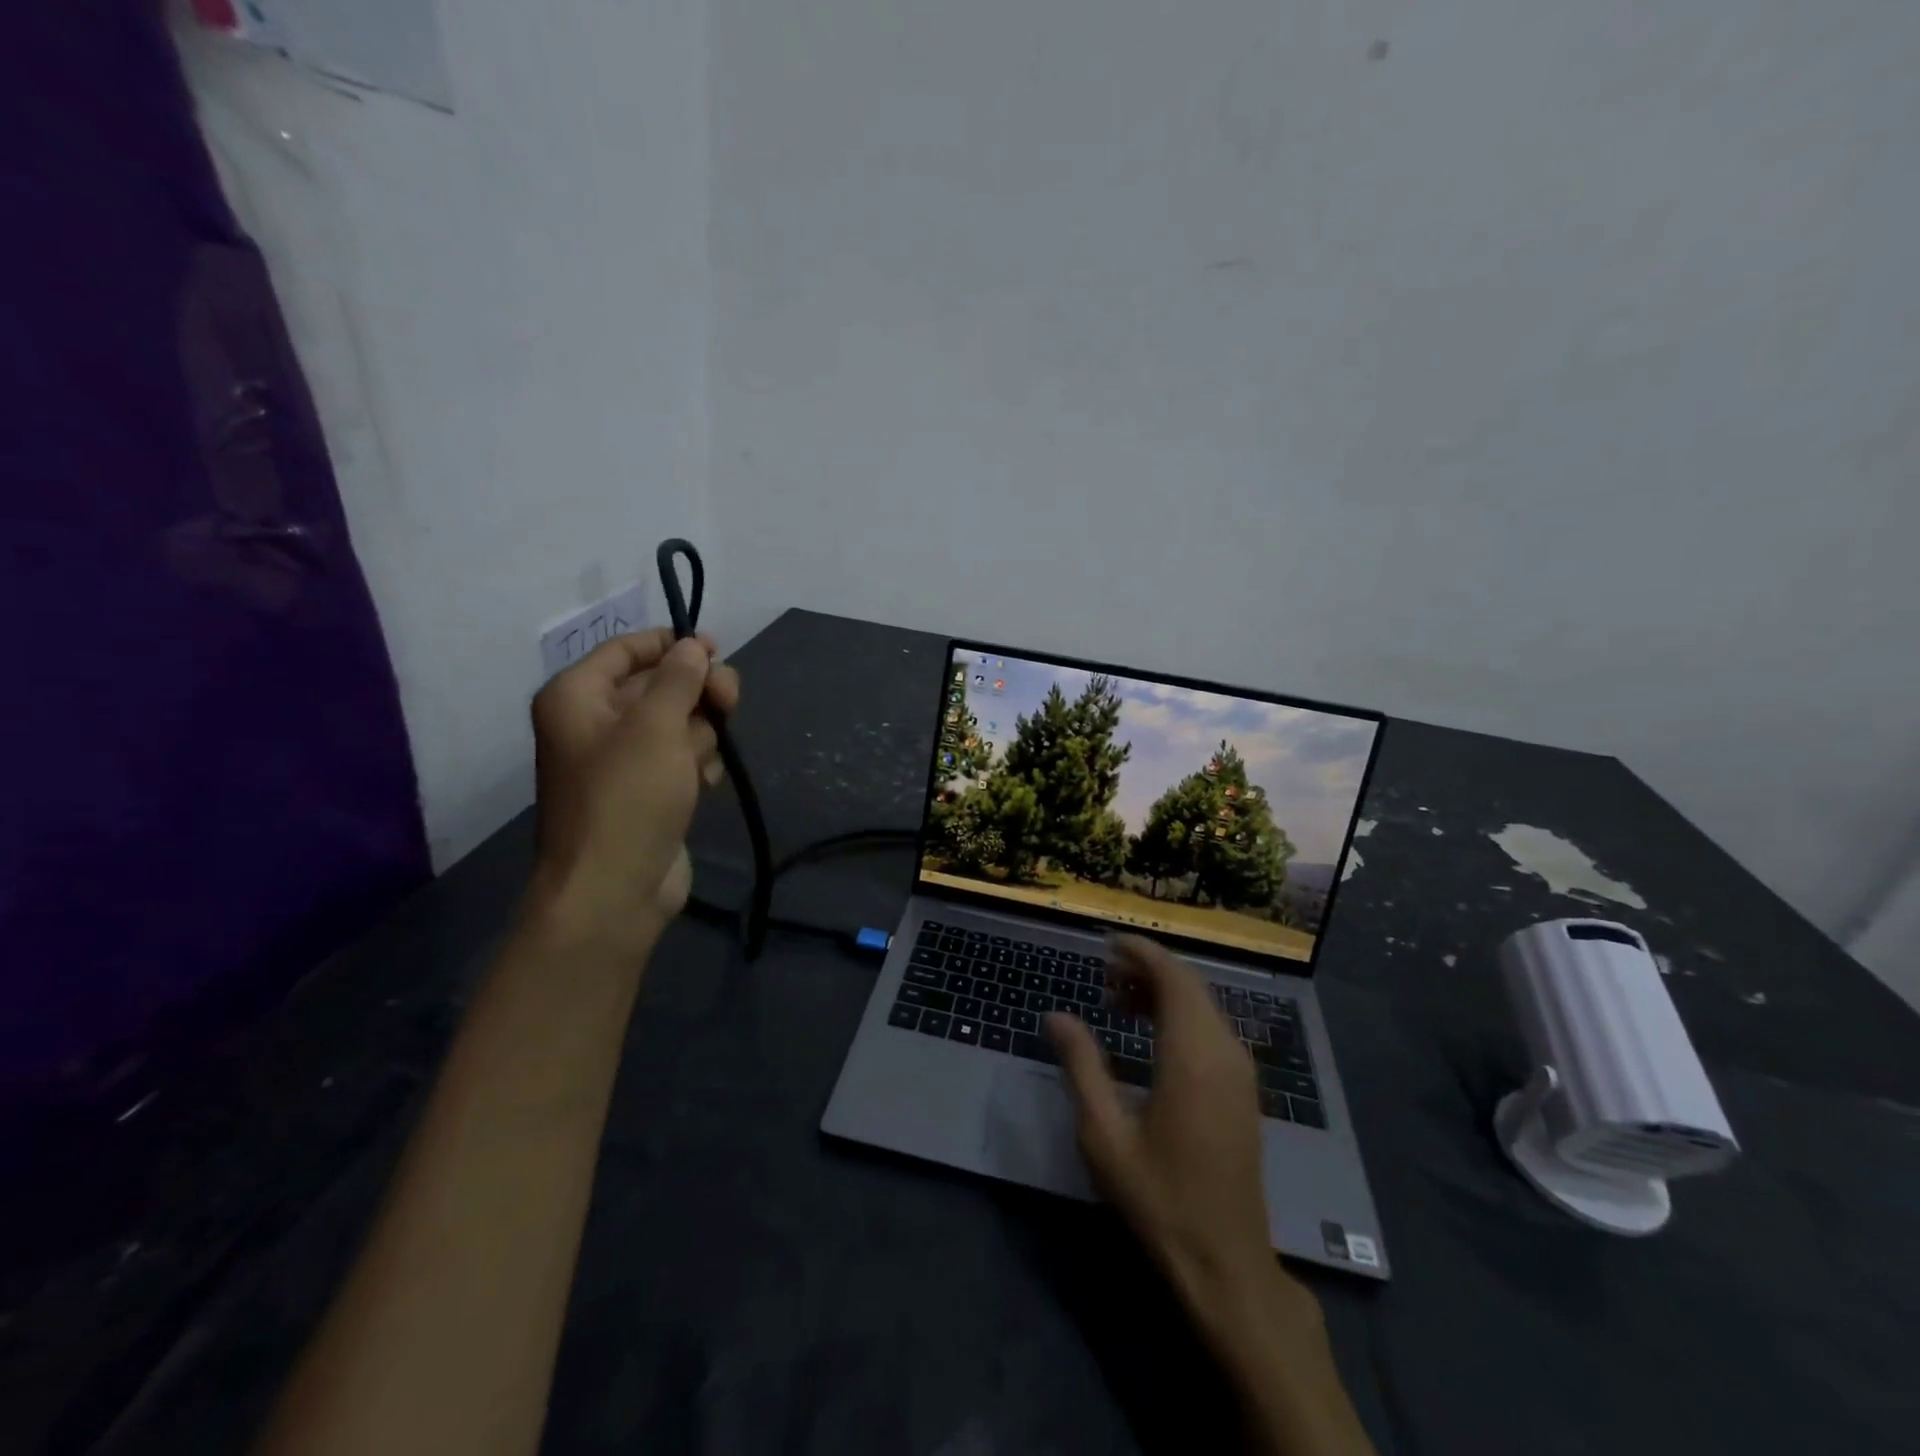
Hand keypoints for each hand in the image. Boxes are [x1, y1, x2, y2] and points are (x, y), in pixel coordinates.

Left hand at [526, 629, 739, 949]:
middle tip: (728, 703)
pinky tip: (703, 784)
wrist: (614, 888)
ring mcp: (623, 760)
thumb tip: (693, 647)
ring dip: (701, 736)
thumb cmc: (627, 796)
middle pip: (660, 685)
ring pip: (679, 723)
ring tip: (699, 763)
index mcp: (578, 696)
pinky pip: (682, 758)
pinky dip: (698, 765)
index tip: (716, 648)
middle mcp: (596, 722)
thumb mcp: (656, 725)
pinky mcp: (648, 790)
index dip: (672, 644)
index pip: (627, 649)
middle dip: (698, 694)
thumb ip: (680, 678)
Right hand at [1045, 937, 1304, 1327]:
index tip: (1107, 943)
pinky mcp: (1243, 1089)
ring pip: (1204, 1005)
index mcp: (1192, 1056)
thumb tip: (1055, 1015)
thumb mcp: (1105, 1135)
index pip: (1173, 977)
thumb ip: (1081, 1066)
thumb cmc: (1159, 1198)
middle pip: (1190, 985)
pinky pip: (1212, 1028)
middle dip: (1148, 968)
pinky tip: (1151, 1034)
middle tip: (1104, 976)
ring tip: (1119, 1002)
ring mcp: (1241, 1071)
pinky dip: (1181, 1014)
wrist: (1227, 1263)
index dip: (1141, 952)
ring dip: (1164, 991)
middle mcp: (1224, 1052)